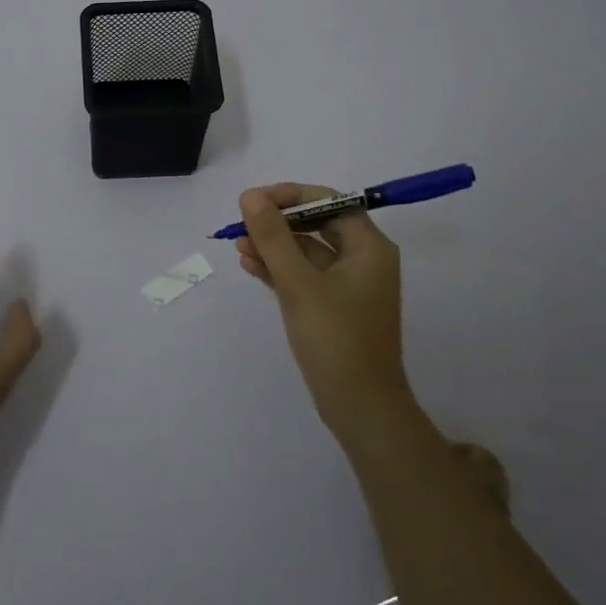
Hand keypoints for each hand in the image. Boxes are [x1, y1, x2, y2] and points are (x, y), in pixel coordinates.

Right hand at [236, 184, 412, 442]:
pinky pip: (305, 276)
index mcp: (369, 246)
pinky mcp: (334, 308)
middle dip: (277, 223)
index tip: (254, 201)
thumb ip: (274, 238)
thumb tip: (251, 196)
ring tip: (237, 244)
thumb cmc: (336, 340)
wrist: (360, 408)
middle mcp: (364, 259)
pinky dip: (280, 269)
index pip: (329, 202)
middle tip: (241, 223)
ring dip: (274, 246)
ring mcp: (349, 285)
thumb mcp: (299, 284)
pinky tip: (250, 264)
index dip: (290, 196)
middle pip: (316, 224)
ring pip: (307, 252)